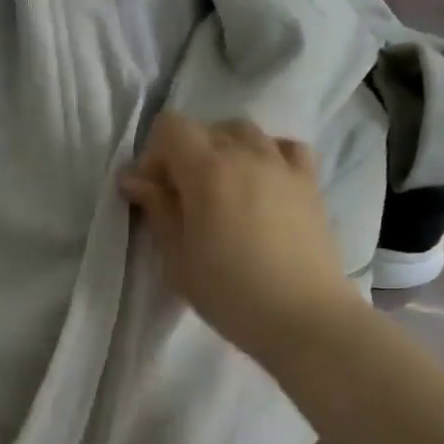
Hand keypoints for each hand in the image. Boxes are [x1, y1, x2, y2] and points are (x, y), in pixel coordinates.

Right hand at [120, 112, 355, 366]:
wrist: (302, 316)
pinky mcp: (309, 181)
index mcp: (207, 169)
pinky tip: (261, 183)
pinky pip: (283, 147)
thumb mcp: (177, 257)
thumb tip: (134, 178)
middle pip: (206, 128)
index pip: (170, 127)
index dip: (154, 154)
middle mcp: (246, 153)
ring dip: (224, 150)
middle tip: (183, 197)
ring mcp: (282, 164)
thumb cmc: (229, 291)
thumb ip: (156, 209)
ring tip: (222, 189)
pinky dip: (266, 154)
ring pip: (244, 131)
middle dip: (185, 153)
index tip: (154, 191)